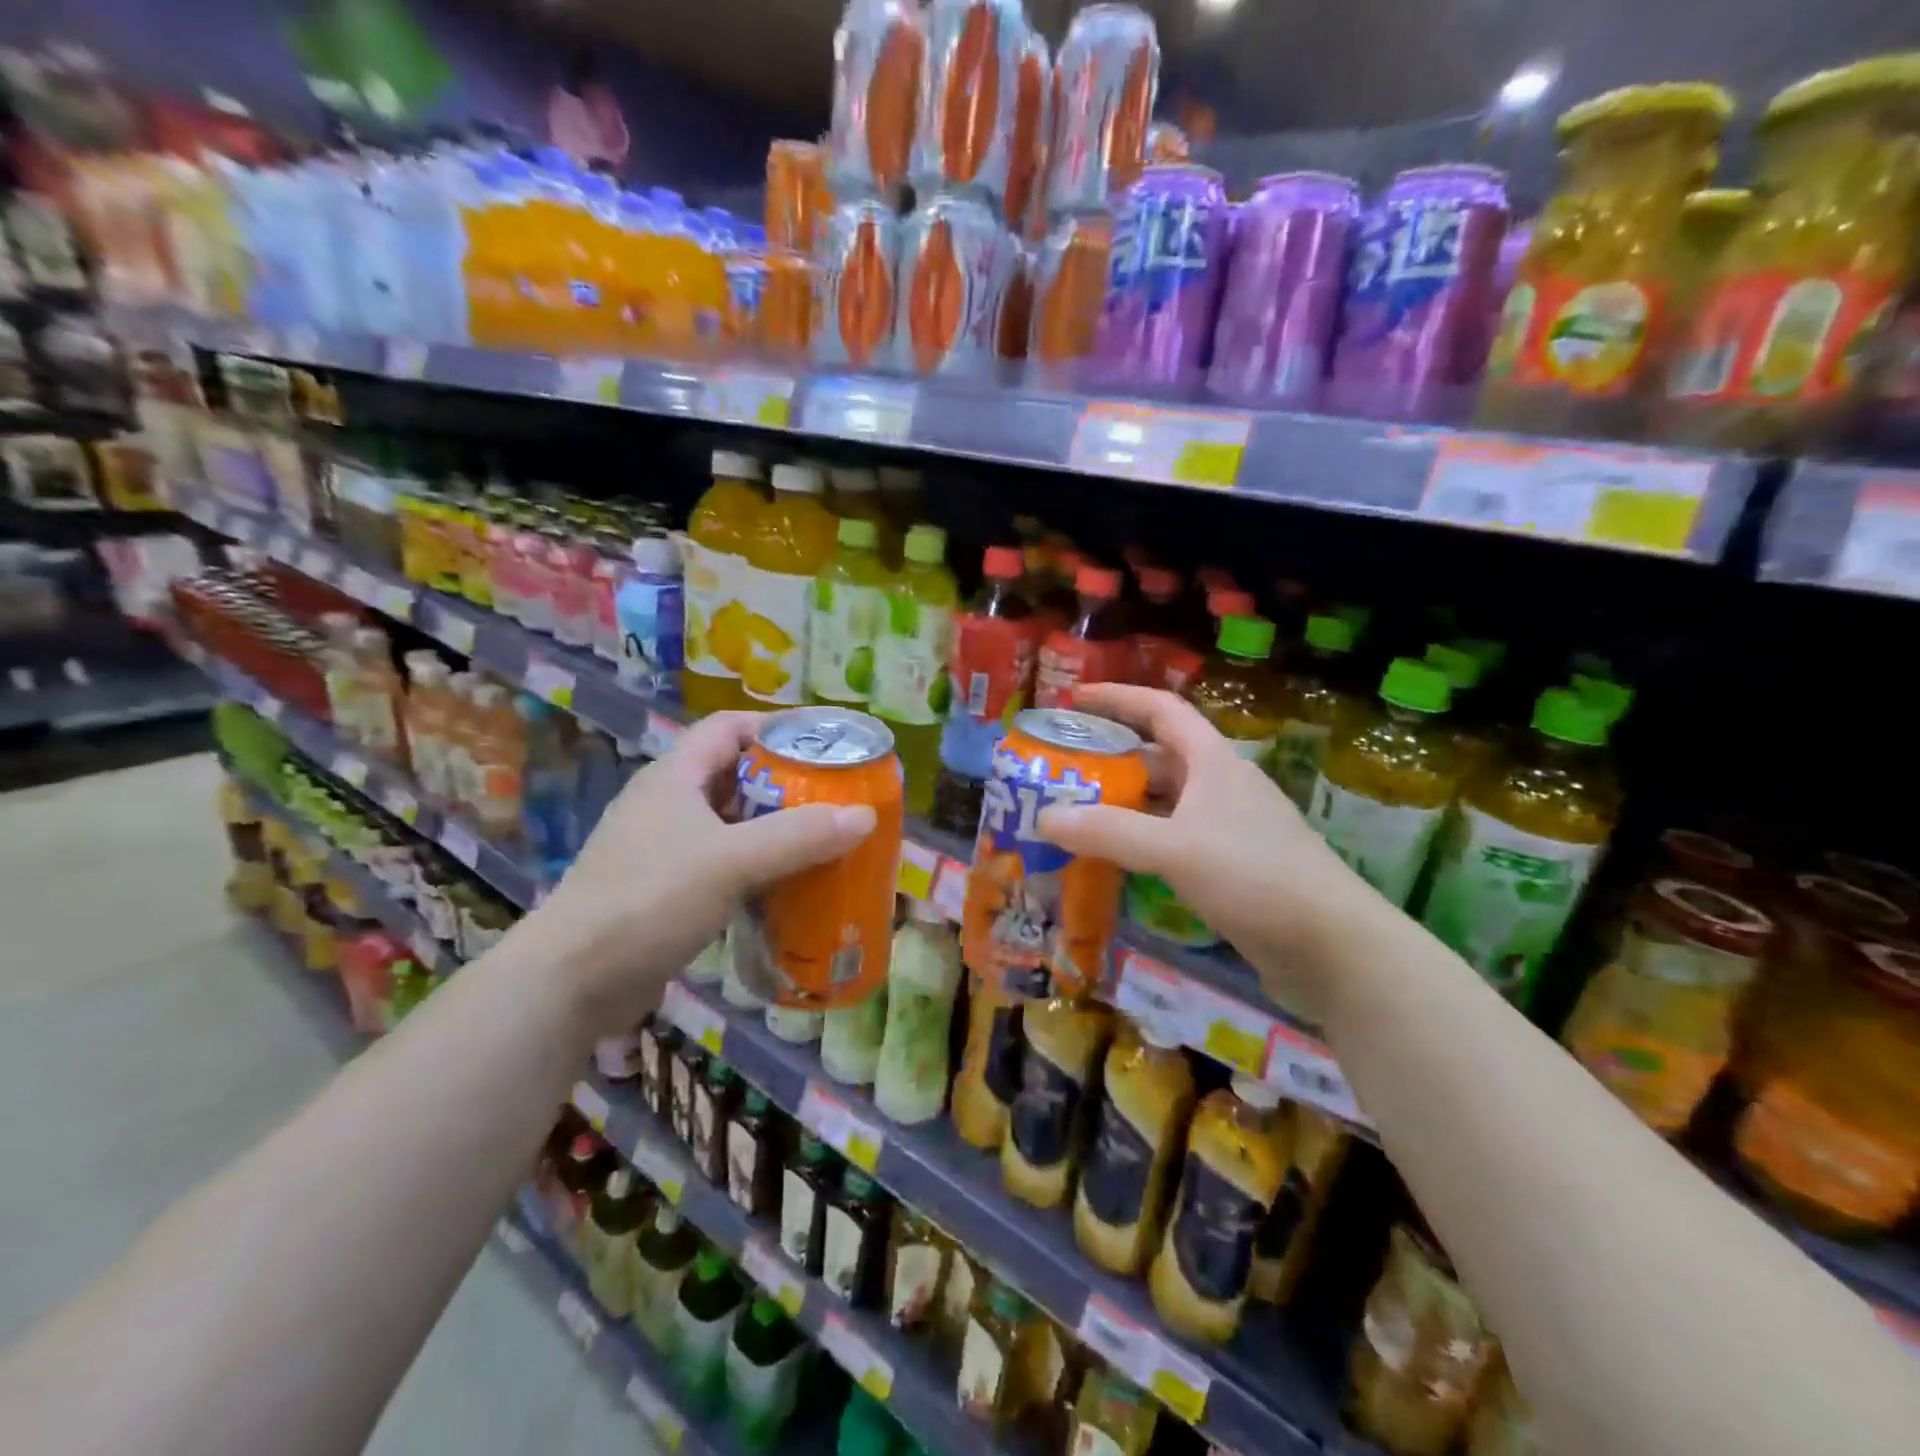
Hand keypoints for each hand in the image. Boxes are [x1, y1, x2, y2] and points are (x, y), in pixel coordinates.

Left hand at [522, 712, 876, 1033]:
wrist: (571, 982)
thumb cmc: (649, 900)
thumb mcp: (731, 861)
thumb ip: (798, 836)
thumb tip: (865, 814)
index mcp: (675, 777)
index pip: (729, 727)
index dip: (776, 727)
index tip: (823, 744)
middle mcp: (667, 804)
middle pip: (735, 775)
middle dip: (786, 783)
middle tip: (835, 798)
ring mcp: (662, 849)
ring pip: (729, 824)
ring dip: (773, 830)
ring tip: (822, 841)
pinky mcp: (664, 891)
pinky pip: (722, 864)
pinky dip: (756, 868)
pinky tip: (787, 888)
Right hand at [1034, 683, 1380, 1023]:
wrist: (1332, 945)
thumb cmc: (1255, 876)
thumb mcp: (1175, 848)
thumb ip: (1108, 831)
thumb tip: (1044, 817)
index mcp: (1212, 761)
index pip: (1160, 709)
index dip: (1117, 698)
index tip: (1073, 698)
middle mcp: (1220, 785)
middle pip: (1156, 757)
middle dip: (1108, 759)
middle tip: (1060, 770)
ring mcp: (1227, 827)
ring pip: (1163, 803)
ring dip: (1121, 805)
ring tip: (1073, 815)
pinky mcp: (1230, 866)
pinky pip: (1172, 840)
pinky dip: (1139, 842)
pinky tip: (1113, 861)